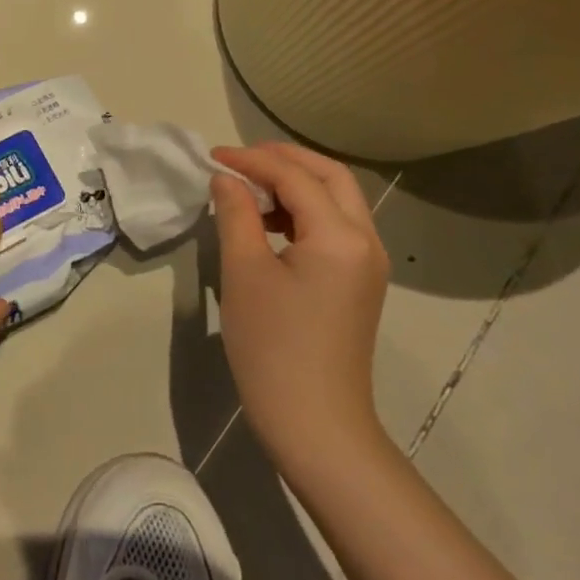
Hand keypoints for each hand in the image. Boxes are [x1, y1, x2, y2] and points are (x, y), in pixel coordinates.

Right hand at [210, 143, 391, 477]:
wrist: (315, 423)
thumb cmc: (273, 345)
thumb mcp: (244, 272)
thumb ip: (236, 213)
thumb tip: (226, 178)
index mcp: (340, 235)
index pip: (295, 177)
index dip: (251, 160)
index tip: (212, 157)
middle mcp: (365, 240)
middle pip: (331, 177)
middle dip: (285, 159)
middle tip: (240, 160)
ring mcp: (368, 264)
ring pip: (337, 201)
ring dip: (296, 184)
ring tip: (249, 189)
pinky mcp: (360, 283)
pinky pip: (335, 228)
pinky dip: (304, 212)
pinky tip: (269, 224)